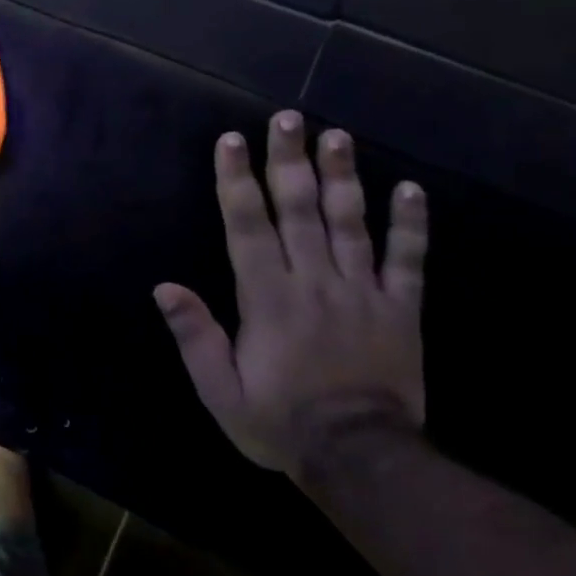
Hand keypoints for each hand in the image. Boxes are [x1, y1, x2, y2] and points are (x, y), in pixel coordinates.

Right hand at [154, 111, 428, 477]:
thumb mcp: (220, 390)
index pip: (248, 227)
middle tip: (288, 117)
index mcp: (268, 298)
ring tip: (338, 136)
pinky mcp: (400, 309)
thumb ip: (195, 335)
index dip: (237, 182)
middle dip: (289, 161)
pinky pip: (409, 261)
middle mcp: (314, 282)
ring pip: (351, 223)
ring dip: (343, 177)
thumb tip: (164, 287)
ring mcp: (362, 292)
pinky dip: (411, 225)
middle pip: (300, 210)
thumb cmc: (280, 422)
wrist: (361, 458)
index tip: (232, 141)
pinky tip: (411, 189)